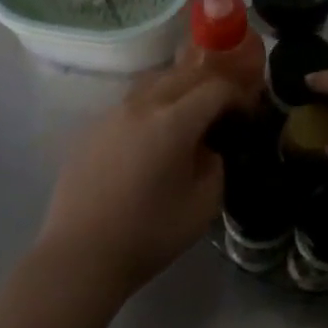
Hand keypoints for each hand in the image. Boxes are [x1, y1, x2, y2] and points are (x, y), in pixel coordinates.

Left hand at [36, 62, 241, 296]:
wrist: (81, 253)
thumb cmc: (148, 234)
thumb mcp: (203, 205)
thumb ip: (215, 165)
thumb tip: (208, 147)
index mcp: (174, 122)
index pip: (215, 88)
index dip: (237, 96)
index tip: (246, 114)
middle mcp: (142, 105)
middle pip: (184, 74)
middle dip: (210, 85)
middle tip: (223, 109)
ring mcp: (112, 112)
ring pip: (154, 81)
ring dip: (180, 88)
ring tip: (190, 114)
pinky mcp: (92, 127)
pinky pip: (131, 101)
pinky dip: (153, 104)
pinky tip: (153, 133)